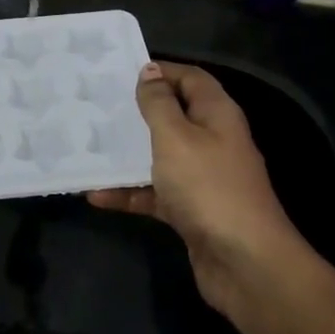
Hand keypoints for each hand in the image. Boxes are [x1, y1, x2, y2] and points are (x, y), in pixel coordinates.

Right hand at [89, 62, 299, 321]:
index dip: (161, 71)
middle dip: (138, 112)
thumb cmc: (208, 187)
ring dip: (128, 154)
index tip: (120, 73)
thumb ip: (159, 104)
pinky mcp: (191, 210)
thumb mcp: (176, 137)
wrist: (244, 262)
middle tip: (98, 106)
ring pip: (160, 156)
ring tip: (90, 146)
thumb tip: (150, 71)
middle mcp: (213, 141)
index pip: (191, 79)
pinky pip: (155, 193)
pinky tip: (96, 195)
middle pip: (174, 116)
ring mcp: (202, 178)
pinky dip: (129, 193)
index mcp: (217, 115)